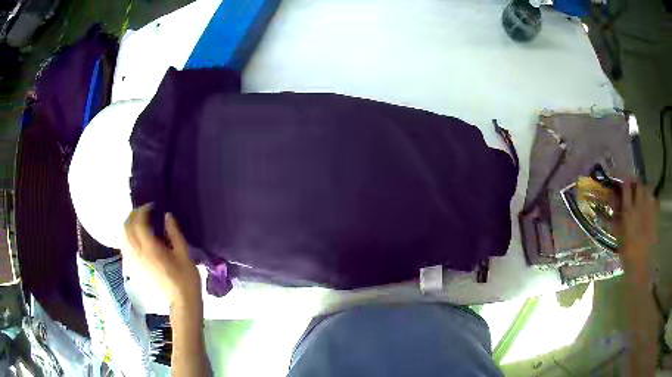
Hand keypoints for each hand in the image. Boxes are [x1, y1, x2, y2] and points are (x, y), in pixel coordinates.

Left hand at [124, 204, 201, 308]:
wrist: (181, 301)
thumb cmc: (186, 278)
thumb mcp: (184, 254)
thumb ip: (174, 233)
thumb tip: (167, 215)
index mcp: (151, 250)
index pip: (138, 224)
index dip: (143, 211)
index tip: (153, 206)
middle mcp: (138, 255)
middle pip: (126, 228)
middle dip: (133, 215)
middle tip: (144, 211)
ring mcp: (134, 262)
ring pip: (122, 238)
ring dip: (127, 226)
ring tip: (138, 221)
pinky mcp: (134, 268)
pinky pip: (124, 248)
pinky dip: (126, 238)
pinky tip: (134, 236)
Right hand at [619, 181, 658, 272]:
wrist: (641, 267)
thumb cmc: (628, 255)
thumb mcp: (619, 238)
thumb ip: (616, 221)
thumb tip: (611, 208)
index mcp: (628, 211)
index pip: (626, 187)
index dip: (623, 180)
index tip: (621, 180)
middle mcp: (639, 206)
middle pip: (638, 184)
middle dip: (635, 183)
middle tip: (632, 187)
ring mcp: (649, 210)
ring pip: (647, 189)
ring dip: (644, 189)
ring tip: (641, 195)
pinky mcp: (655, 216)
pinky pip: (655, 200)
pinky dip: (652, 199)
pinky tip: (650, 205)